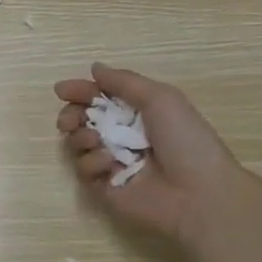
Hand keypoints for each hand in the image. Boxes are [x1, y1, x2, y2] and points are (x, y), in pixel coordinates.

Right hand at [55, 64, 249, 243]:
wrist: (199, 193)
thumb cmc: (185, 139)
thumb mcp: (160, 98)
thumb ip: (123, 81)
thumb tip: (94, 68)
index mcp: (138, 112)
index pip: (101, 98)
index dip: (81, 92)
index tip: (62, 91)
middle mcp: (123, 136)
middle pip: (83, 120)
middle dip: (71, 115)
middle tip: (69, 120)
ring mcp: (113, 163)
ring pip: (79, 144)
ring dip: (81, 137)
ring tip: (95, 140)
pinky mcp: (106, 189)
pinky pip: (85, 171)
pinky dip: (92, 162)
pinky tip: (109, 163)